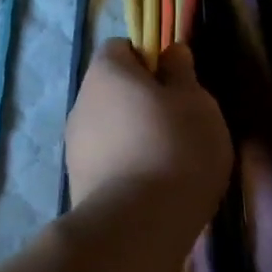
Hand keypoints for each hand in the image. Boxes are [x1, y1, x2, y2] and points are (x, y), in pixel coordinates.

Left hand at [66, 40, 231, 213]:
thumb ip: (182, 74)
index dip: (148, 59)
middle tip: (179, 125)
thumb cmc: (176, 149)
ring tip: (168, 163)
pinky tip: (151, 188)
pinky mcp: (78, 182)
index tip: (175, 84)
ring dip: (134, 137)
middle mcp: (81, 103)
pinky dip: (126, 167)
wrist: (137, 224)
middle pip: (113, 90)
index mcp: (106, 73)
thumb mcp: (197, 104)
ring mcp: (74, 146)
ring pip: (110, 128)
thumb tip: (170, 53)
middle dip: (142, 102)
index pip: (119, 48)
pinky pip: (107, 161)